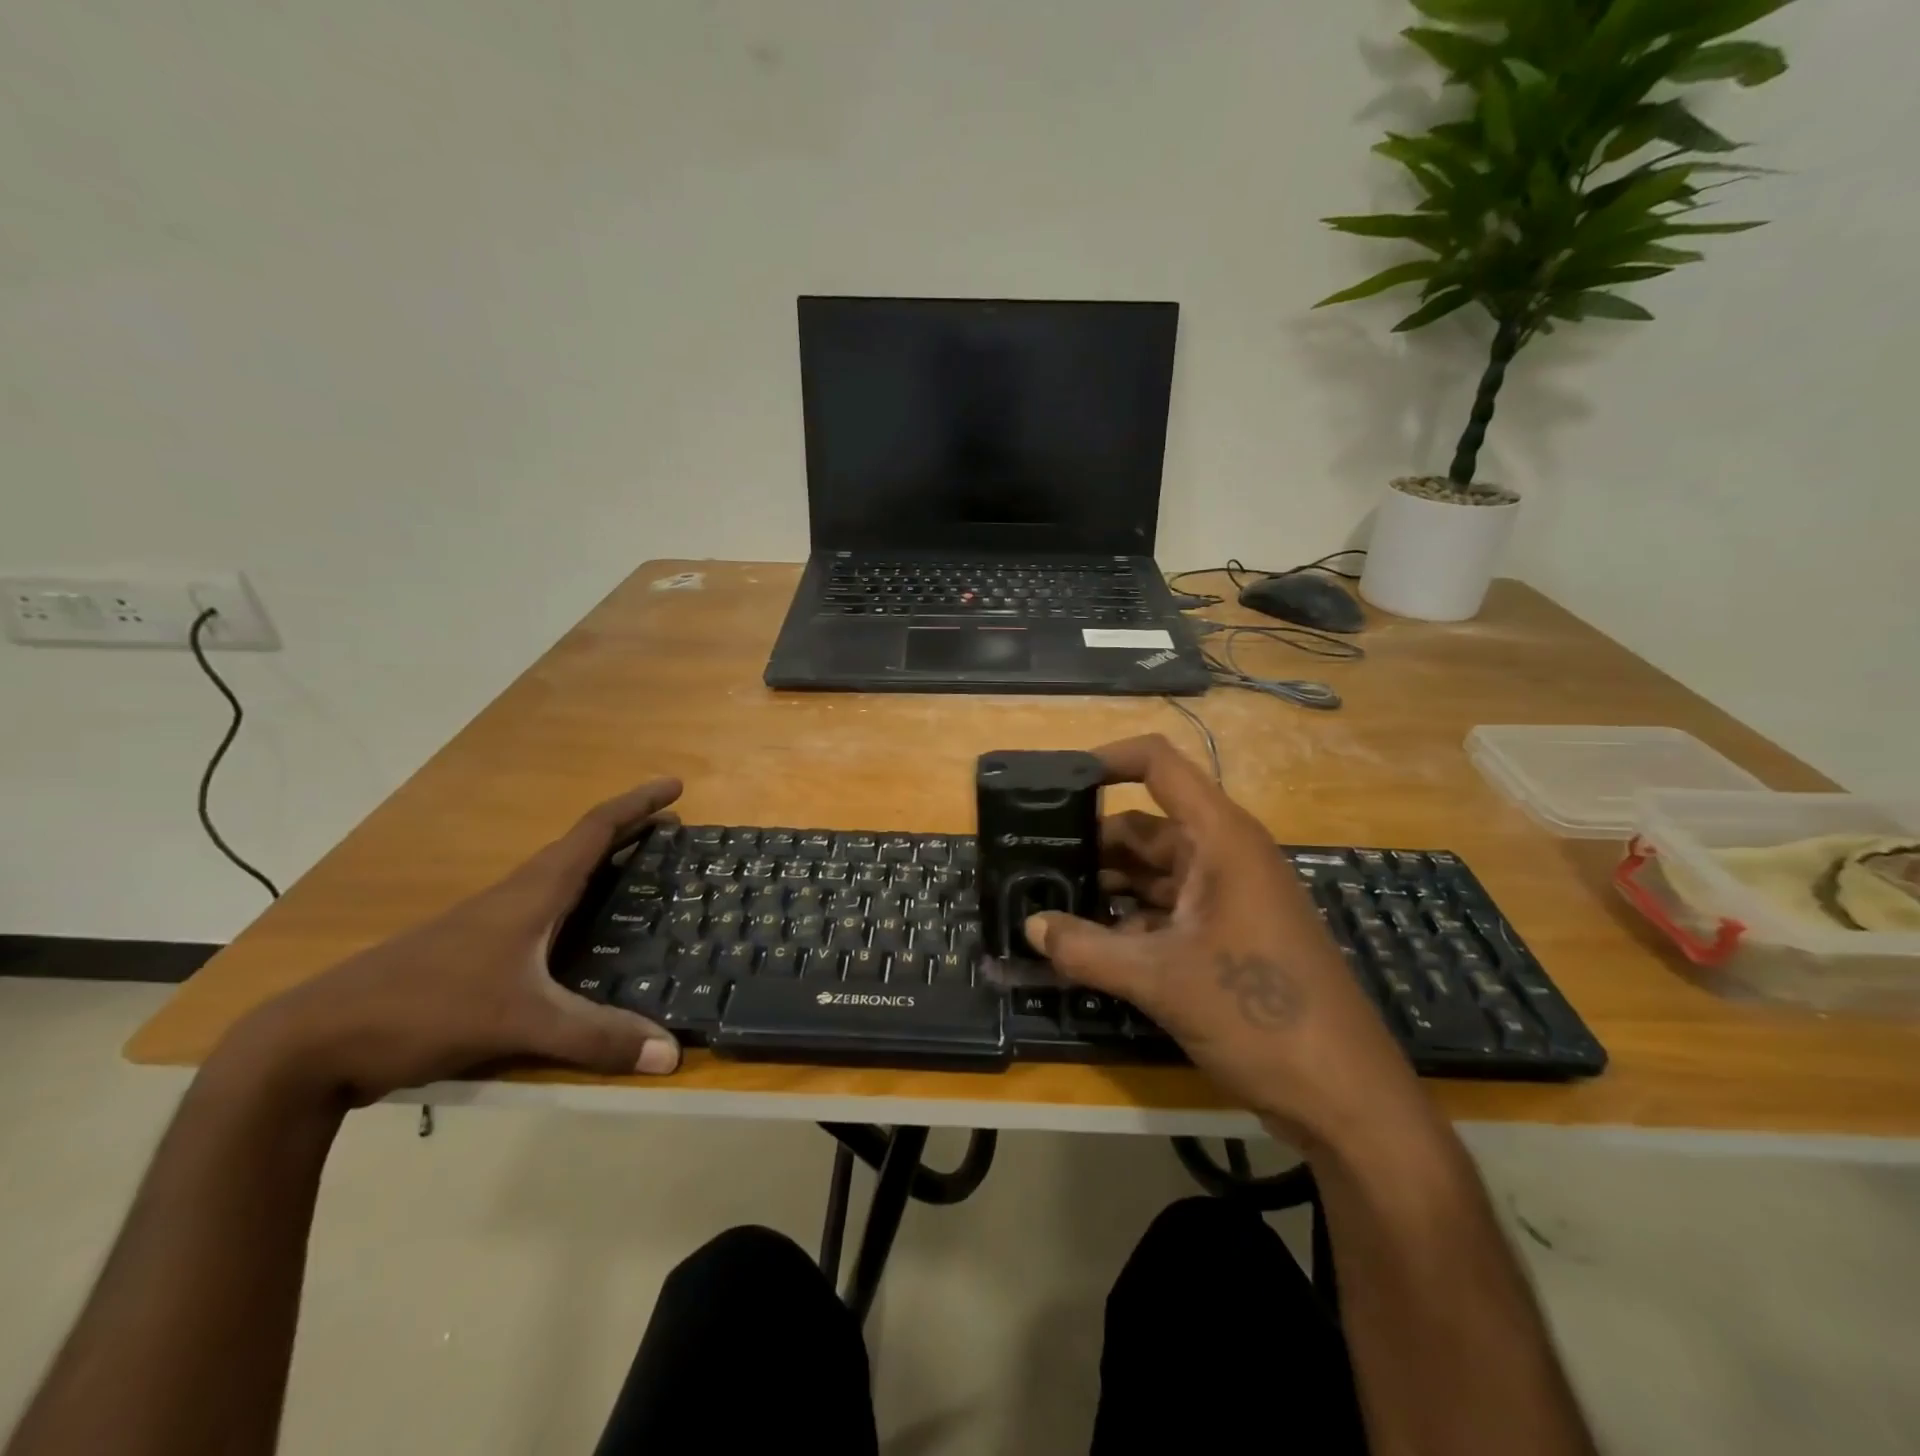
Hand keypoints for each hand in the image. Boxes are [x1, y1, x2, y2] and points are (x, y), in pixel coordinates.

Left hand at [223, 780, 685, 1105]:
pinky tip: (587, 939)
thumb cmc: (424, 1007)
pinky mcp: (477, 956)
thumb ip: (595, 1036)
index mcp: (532, 892)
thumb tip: (672, 1055)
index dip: (637, 804)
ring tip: (642, 878)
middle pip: (582, 849)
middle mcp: (516, 897)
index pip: (594, 830)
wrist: (314, 1042)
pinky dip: (580, 907)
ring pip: (561, 882)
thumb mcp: (519, 1021)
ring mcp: (491, 926)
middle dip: (630, 833)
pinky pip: (545, 915)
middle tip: (673, 831)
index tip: (675, 785)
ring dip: (604, 868)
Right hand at [1026, 736, 1423, 1146]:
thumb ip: (1086, 948)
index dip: (1108, 760)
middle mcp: (1225, 856)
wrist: (1344, 1097)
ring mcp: (1229, 896)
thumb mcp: (1160, 979)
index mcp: (1220, 839)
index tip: (1054, 784)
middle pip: (1145, 826)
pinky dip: (1128, 920)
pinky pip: (1167, 910)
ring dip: (1106, 886)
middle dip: (1091, 842)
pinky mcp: (1228, 934)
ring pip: (1153, 873)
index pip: (1159, 765)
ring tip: (1047, 902)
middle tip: (1032, 861)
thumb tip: (1029, 927)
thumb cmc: (1259, 1016)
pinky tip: (1086, 944)